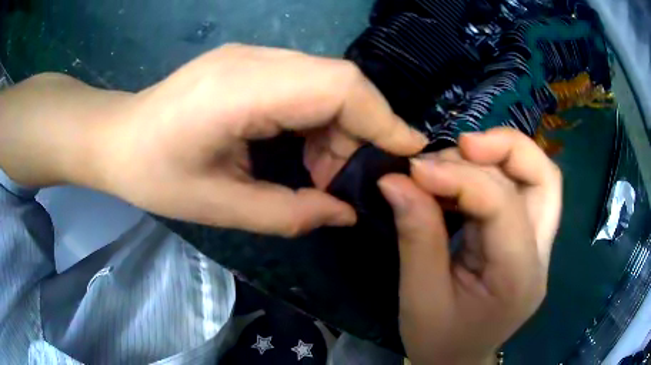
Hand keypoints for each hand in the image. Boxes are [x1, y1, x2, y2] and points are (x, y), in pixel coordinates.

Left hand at [0, 44, 425, 236]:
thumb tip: (346, 212)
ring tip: (315, 171)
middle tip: (340, 180)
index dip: (382, 117)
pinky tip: (296, 148)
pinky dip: (316, 118)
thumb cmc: (154, 174)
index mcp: (242, 89)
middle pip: (339, 80)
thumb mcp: (220, 207)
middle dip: (358, 131)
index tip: (409, 150)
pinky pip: (304, 83)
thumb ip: (290, 213)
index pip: (339, 86)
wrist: (115, 138)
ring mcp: (251, 56)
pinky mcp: (247, 64)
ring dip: (335, 128)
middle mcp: (254, 60)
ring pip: (325, 81)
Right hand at [378, 128, 561, 364]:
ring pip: (539, 178)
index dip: (459, 178)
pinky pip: (521, 192)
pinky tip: (463, 179)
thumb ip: (416, 236)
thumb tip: (396, 180)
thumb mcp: (420, 297)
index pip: (502, 206)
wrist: (458, 362)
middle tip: (460, 144)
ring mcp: (538, 247)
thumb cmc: (439, 340)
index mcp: (517, 278)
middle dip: (504, 147)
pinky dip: (493, 174)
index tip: (414, 169)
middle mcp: (539, 255)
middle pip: (545, 178)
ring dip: (501, 156)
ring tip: (458, 157)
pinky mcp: (527, 242)